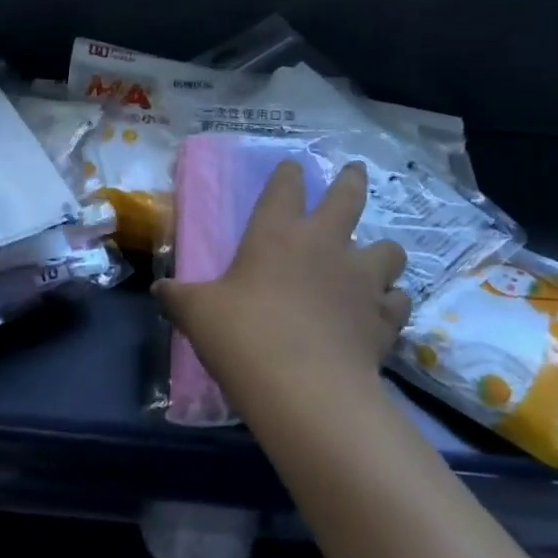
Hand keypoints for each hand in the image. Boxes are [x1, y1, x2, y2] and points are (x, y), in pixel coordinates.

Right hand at [155, 161, 407, 408]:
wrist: (306, 389)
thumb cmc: (244, 336)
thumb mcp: (198, 314)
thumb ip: (179, 297)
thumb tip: (159, 291)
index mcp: (277, 232)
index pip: (285, 186)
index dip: (289, 174)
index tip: (292, 168)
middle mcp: (325, 244)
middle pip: (348, 197)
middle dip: (352, 180)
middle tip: (355, 170)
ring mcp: (361, 279)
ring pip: (389, 249)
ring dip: (382, 252)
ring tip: (374, 260)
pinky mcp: (384, 317)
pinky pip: (398, 300)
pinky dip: (391, 302)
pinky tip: (381, 311)